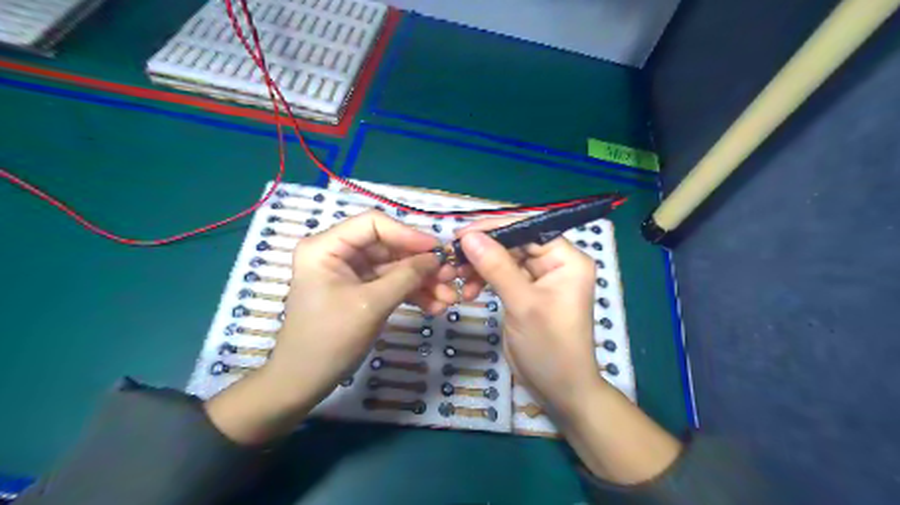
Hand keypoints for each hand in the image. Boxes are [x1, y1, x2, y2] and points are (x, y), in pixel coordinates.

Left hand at [210, 210, 457, 444]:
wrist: (305, 382)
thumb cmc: (330, 339)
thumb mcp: (371, 305)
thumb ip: (406, 277)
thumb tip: (437, 257)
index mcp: (327, 246)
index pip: (373, 224)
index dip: (407, 233)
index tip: (436, 250)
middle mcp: (338, 252)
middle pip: (389, 246)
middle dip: (421, 264)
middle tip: (450, 277)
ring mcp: (351, 272)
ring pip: (394, 267)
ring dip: (422, 281)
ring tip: (448, 298)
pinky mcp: (361, 290)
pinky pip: (391, 284)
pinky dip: (412, 294)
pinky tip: (434, 306)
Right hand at [459, 220, 603, 415]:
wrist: (559, 391)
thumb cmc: (550, 347)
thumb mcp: (523, 304)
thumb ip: (496, 267)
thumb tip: (469, 236)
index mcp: (566, 259)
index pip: (528, 229)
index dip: (494, 229)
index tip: (461, 235)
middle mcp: (555, 263)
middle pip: (514, 243)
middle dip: (483, 251)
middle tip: (452, 258)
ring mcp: (539, 279)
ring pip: (504, 259)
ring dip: (479, 267)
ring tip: (458, 279)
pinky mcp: (525, 293)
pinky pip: (501, 276)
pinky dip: (483, 281)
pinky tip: (469, 292)